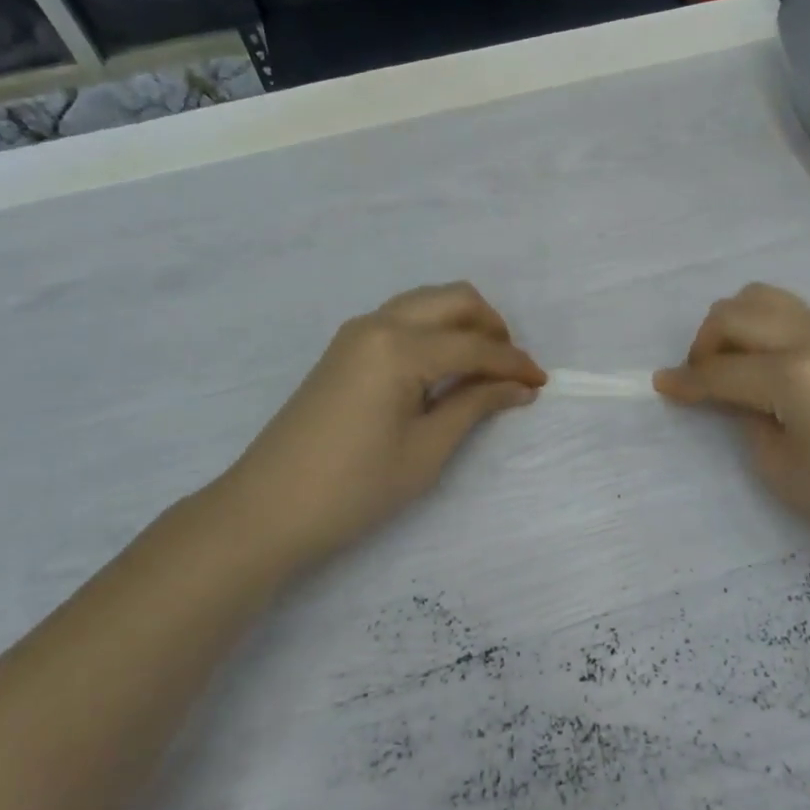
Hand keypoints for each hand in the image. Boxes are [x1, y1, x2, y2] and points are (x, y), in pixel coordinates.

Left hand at [213, 284, 544, 573]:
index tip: (542, 382)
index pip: (474, 346)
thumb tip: (519, 386)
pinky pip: (403, 318)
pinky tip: (443, 368)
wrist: (267, 510)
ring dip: (462, 324)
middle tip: (510, 369)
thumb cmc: (354, 488)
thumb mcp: (426, 451)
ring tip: (481, 368)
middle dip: (491, 327)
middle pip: (453, 299)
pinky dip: (434, 331)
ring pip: (426, 302)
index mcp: (400, 348)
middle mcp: (379, 324)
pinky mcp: (345, 347)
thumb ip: (474, 406)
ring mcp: (357, 332)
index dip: (514, 364)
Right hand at [654, 284, 809, 573]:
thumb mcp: (781, 469)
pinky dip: (765, 327)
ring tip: (733, 365)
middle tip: (700, 378)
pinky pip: (793, 312)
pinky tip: (767, 364)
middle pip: (735, 314)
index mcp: (794, 375)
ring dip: (735, 325)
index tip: (661, 385)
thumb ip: (745, 418)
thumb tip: (733, 395)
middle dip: (705, 343)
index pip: (721, 371)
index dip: (685, 381)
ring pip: (764, 298)